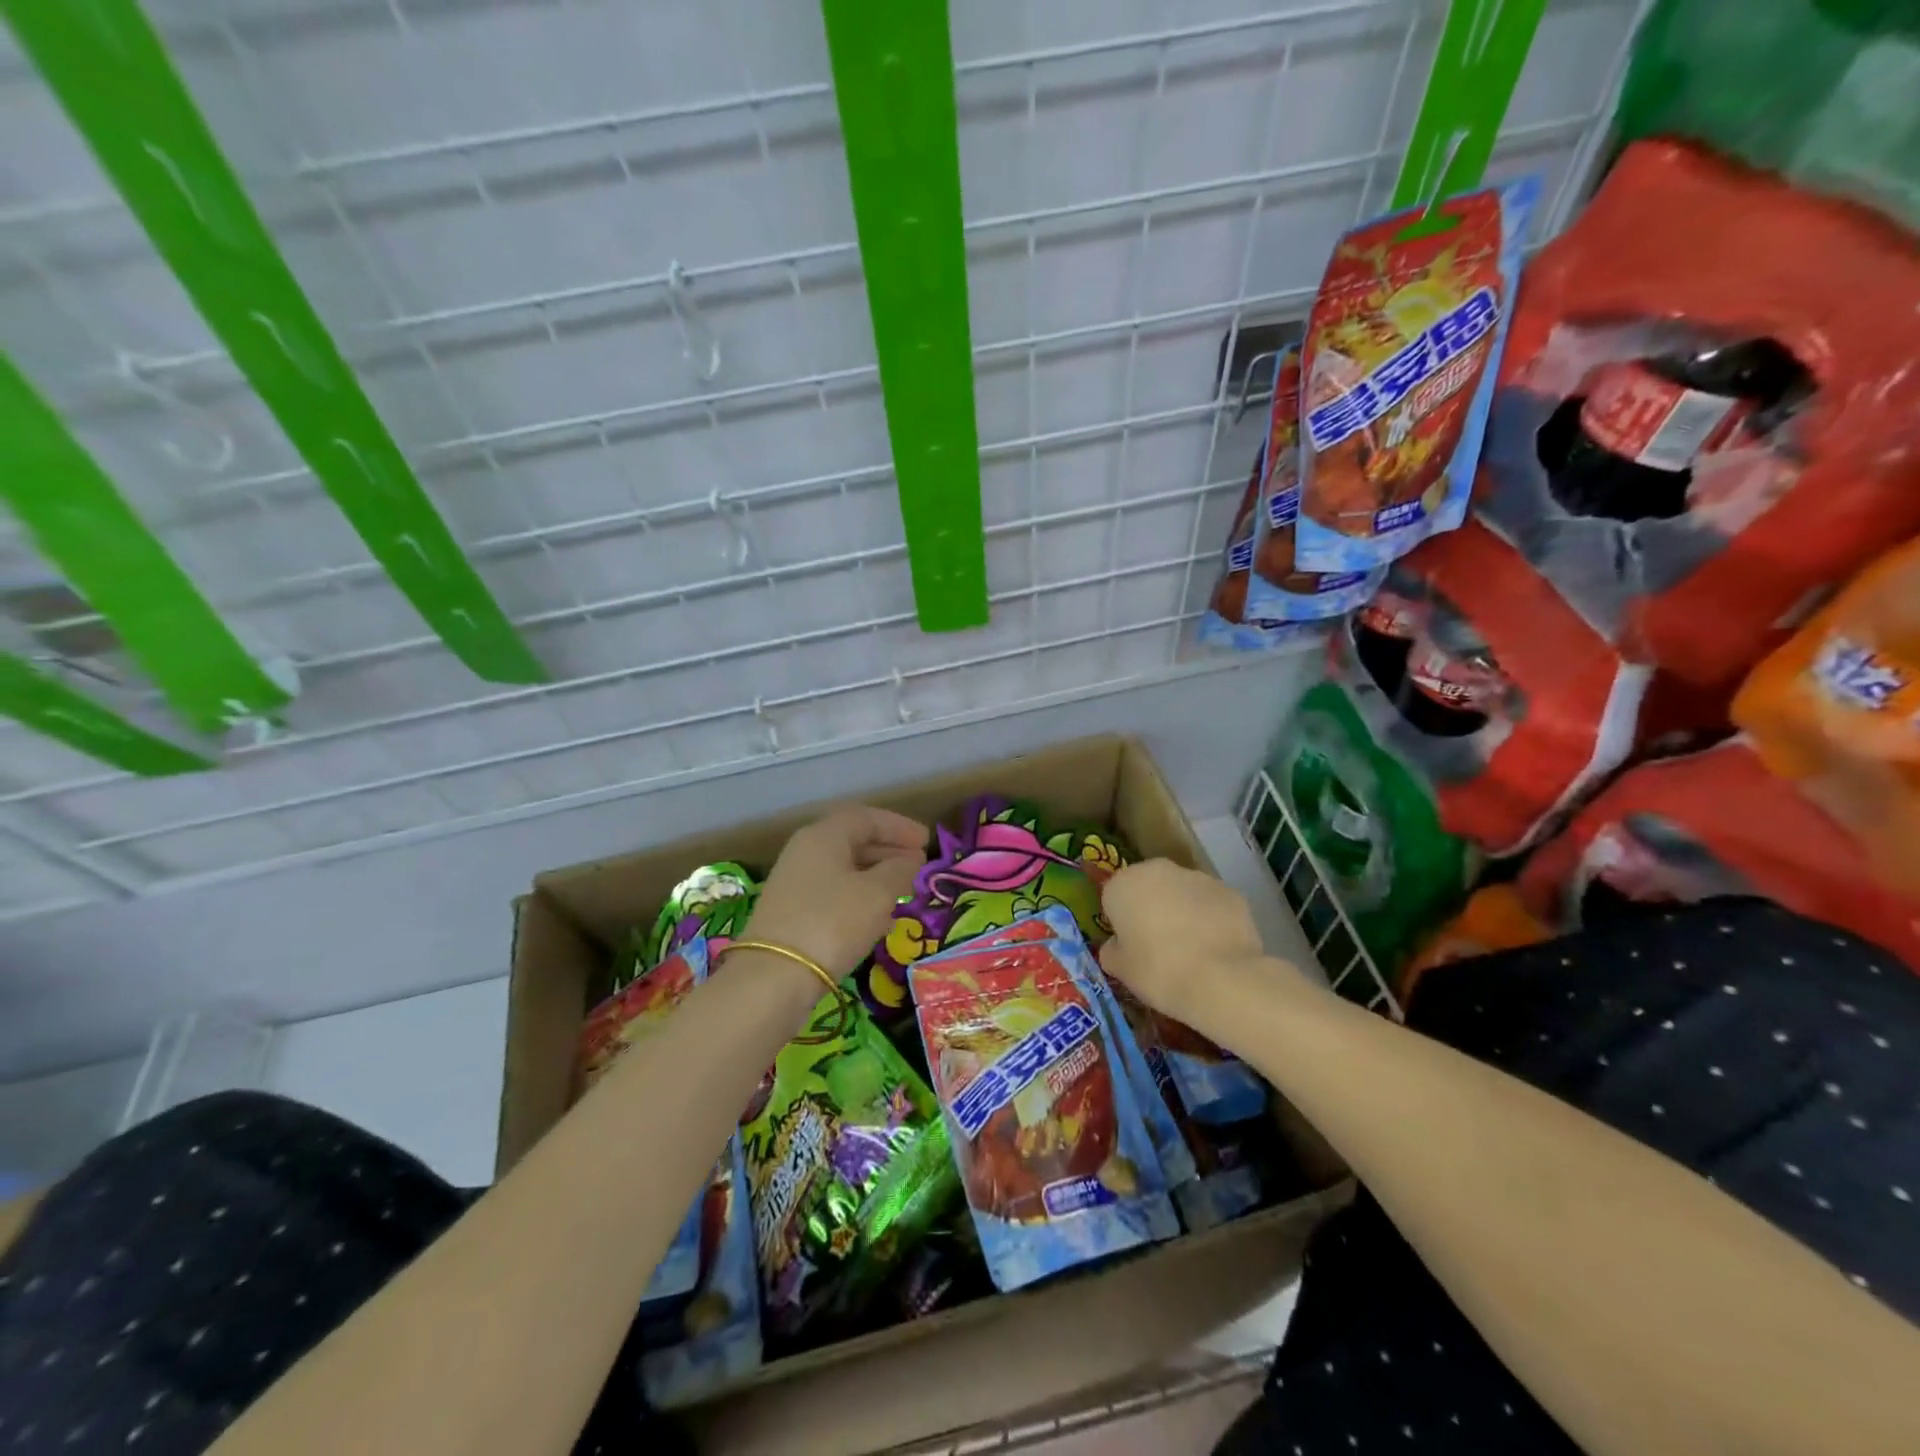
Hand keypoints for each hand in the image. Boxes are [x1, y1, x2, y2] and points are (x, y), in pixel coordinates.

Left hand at [744, 805, 927, 979]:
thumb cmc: (832, 922)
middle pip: (852, 840)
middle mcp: (804, 851)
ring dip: (875, 875)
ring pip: (843, 868)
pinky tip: (877, 917)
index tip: (926, 841)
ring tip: (903, 890)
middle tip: (918, 865)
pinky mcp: (790, 912)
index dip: (899, 826)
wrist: (774, 977)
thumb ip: (900, 871)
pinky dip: (859, 896)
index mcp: (824, 836)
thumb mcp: (878, 893)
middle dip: (888, 850)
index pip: (865, 817)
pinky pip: (833, 892)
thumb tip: (910, 862)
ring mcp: (794, 882)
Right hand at [1098, 859, 1268, 1026]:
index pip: (1113, 897)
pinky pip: (1211, 904)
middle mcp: (1158, 870)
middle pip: (1148, 887)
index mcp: (1123, 884)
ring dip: (1182, 911)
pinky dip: (1211, 920)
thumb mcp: (1120, 970)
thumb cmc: (1158, 971)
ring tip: (1192, 950)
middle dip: (1152, 908)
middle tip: (1159, 946)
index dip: (1120, 922)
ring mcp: (1198, 877)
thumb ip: (1112, 951)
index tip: (1130, 946)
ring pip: (1182, 893)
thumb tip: (1117, 946)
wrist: (1222, 980)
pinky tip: (1216, 949)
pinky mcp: (1230, 892)